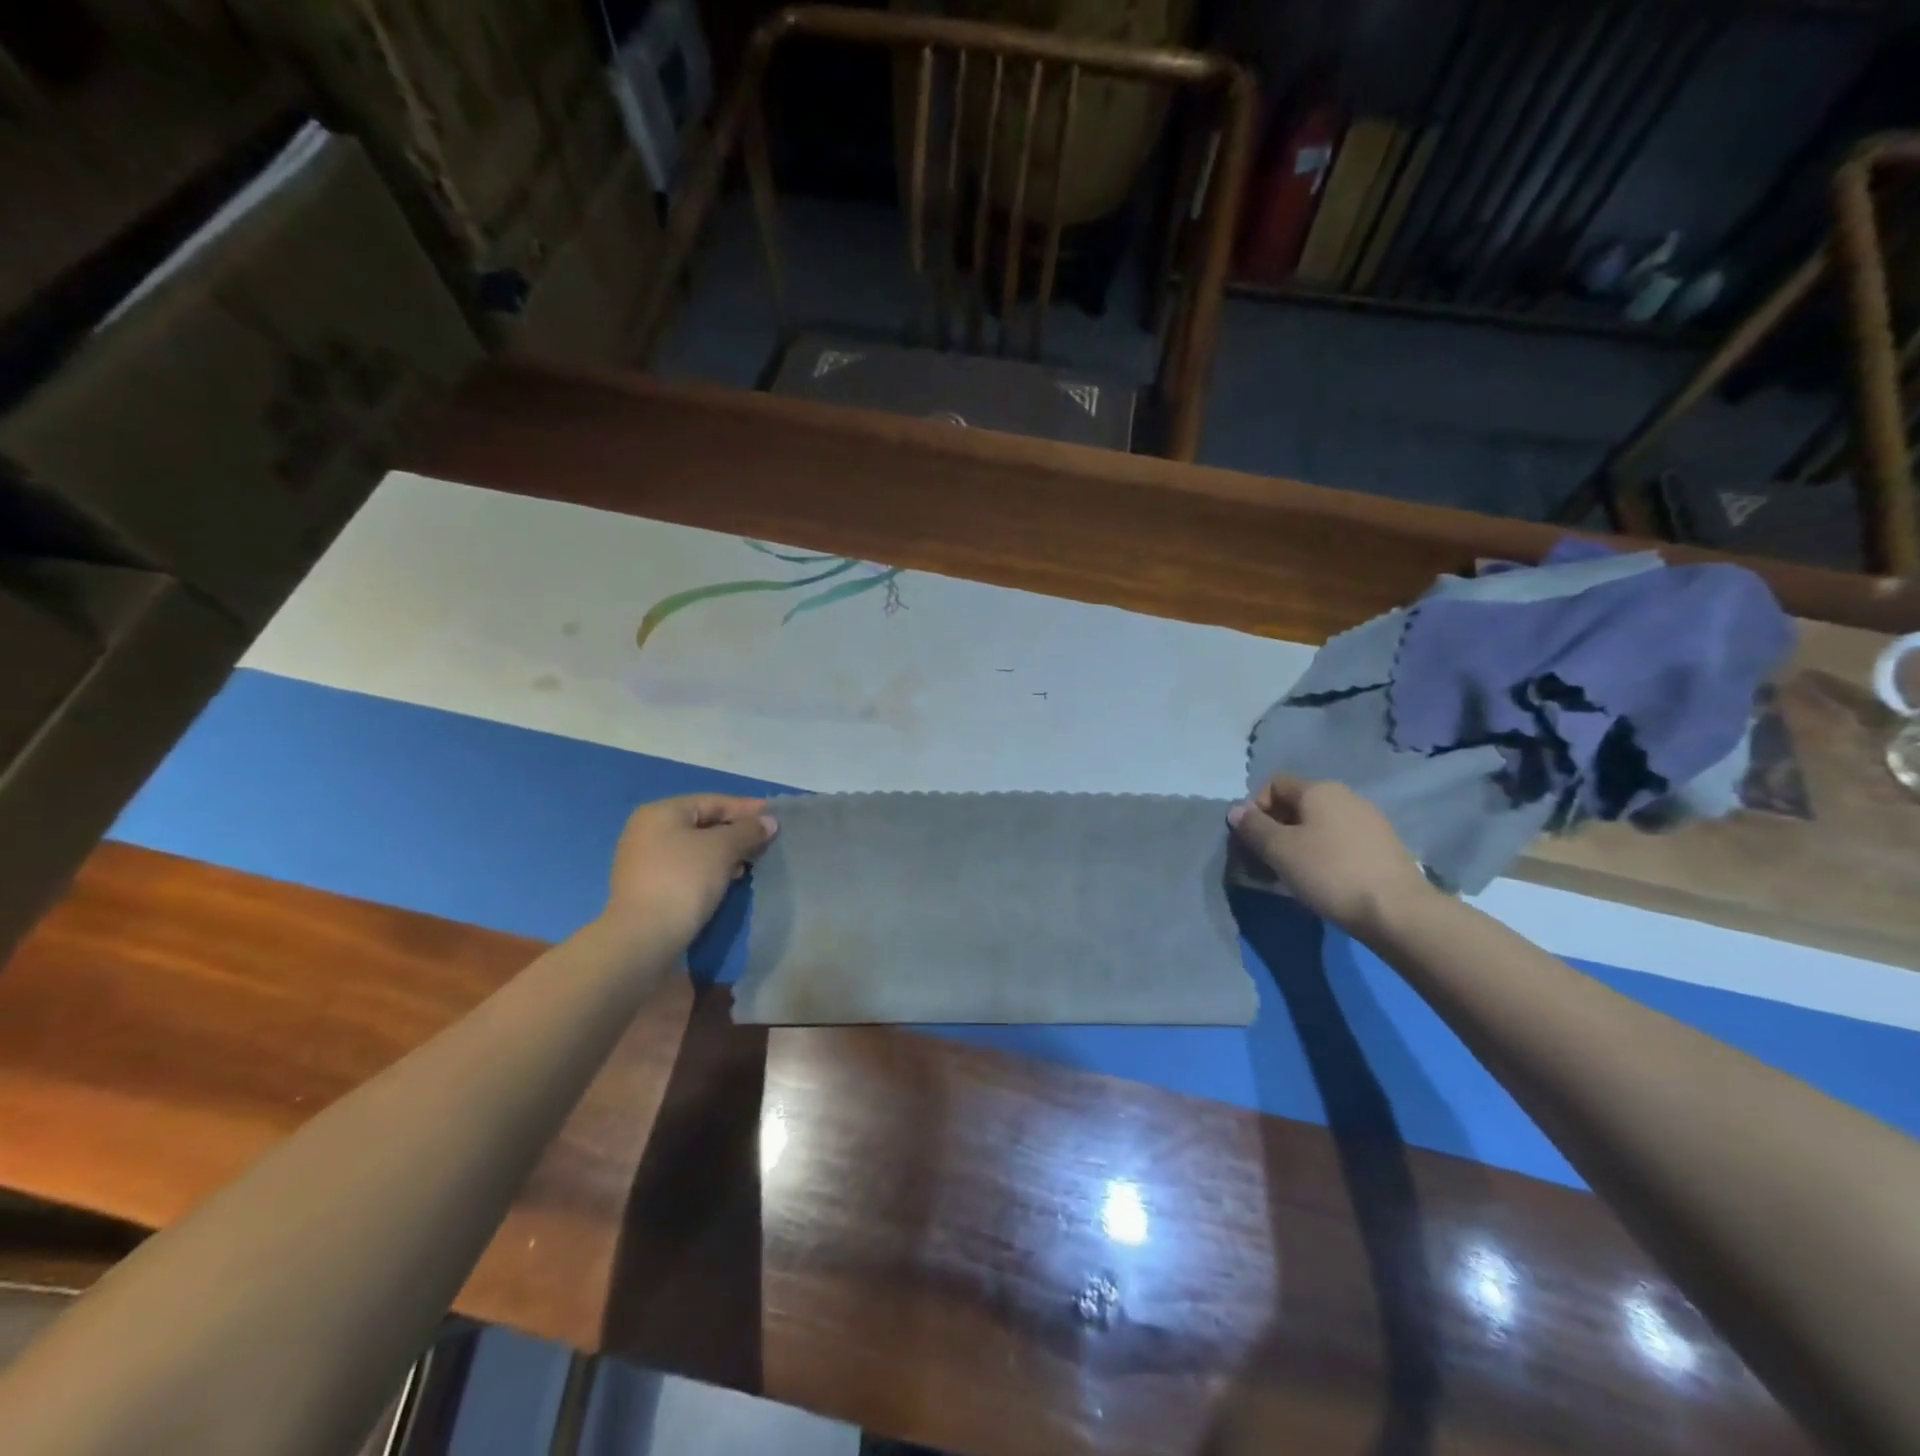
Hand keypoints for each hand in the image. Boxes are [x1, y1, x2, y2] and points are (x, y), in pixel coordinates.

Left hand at [602, 794, 776, 948]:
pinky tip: (728, 880)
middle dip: (736, 832)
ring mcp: (644, 861)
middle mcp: (647, 830)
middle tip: (766, 843)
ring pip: (695, 848)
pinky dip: (710, 869)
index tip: (775, 818)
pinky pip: (686, 868)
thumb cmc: (683, 880)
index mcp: (661, 812)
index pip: (713, 801)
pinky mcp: (648, 888)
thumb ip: (748, 830)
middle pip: (703, 823)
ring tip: (751, 863)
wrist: (644, 939)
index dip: (746, 808)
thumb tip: (769, 821)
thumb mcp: (722, 849)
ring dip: (725, 852)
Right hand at [1228, 777, 1434, 937]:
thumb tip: (1236, 810)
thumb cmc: (1329, 872)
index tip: (1251, 839)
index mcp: (1319, 789)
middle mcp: (1345, 796)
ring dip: (1299, 843)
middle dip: (1276, 828)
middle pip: (1297, 804)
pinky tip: (1323, 880)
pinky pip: (1340, 841)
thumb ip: (1253, 827)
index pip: (1274, 784)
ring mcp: (1369, 820)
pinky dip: (1324, 854)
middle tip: (1266, 860)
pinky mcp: (1383, 846)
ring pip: (1319, 824)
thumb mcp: (1280, 850)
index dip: (1255, 808)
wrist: (1398, 911)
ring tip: (1293, 874)